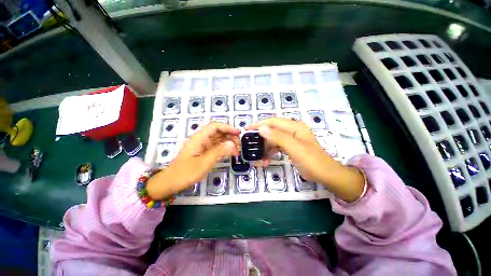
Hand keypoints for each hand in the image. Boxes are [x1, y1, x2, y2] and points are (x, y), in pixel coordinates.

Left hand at [146, 123, 239, 199]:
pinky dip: (224, 148)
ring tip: (238, 148)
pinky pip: (216, 147)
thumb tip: (233, 144)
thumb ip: (219, 152)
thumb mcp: (204, 162)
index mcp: (199, 138)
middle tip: (240, 143)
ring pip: (218, 139)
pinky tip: (231, 152)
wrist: (171, 182)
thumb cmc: (186, 172)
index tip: (238, 132)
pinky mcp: (204, 152)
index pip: (214, 126)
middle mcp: (201, 139)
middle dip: (229, 135)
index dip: (227, 127)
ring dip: (228, 141)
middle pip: (217, 132)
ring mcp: (202, 146)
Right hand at [247, 118, 364, 201]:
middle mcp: (292, 130)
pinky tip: (266, 159)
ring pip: (273, 138)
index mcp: (295, 126)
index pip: (273, 121)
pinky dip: (271, 151)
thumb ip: (278, 137)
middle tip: (250, 144)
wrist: (326, 174)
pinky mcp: (291, 146)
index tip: (247, 129)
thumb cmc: (312, 161)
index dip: (259, 124)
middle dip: (261, 136)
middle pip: (272, 129)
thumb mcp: (295, 148)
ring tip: (258, 155)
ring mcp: (291, 138)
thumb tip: (262, 128)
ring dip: (265, 146)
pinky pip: (277, 146)